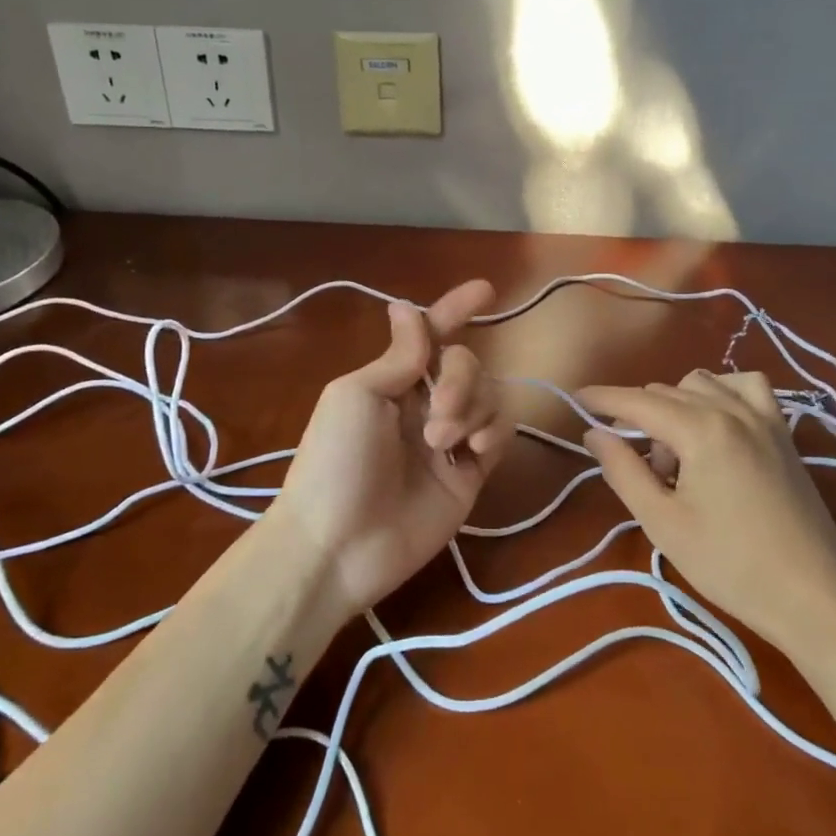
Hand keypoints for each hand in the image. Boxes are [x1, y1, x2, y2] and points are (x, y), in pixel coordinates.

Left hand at [270, 280, 510, 618]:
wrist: (339, 546)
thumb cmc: (335, 461)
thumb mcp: (357, 396)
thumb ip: (398, 357)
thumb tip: (406, 307)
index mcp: (392, 382)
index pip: (431, 336)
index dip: (455, 310)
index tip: (486, 290)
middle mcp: (423, 404)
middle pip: (467, 363)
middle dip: (460, 377)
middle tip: (436, 416)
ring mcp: (450, 439)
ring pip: (489, 395)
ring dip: (472, 408)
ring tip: (442, 442)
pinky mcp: (470, 473)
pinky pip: (499, 433)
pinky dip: (493, 431)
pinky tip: (473, 451)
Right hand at [577, 369, 835, 654]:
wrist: (814, 595)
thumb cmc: (731, 564)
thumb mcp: (663, 523)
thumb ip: (624, 470)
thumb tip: (594, 433)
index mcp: (700, 429)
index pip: (638, 402)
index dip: (603, 398)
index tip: (575, 399)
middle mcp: (732, 409)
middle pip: (667, 393)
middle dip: (639, 416)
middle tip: (633, 463)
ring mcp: (764, 417)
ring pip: (703, 384)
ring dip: (676, 406)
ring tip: (676, 455)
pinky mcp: (784, 432)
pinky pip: (746, 388)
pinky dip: (722, 394)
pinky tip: (716, 424)